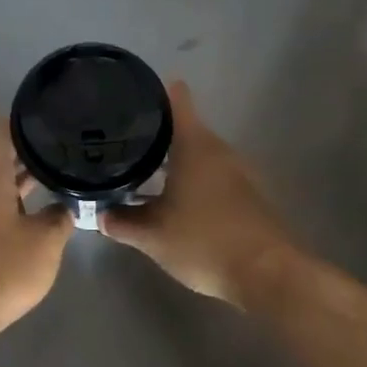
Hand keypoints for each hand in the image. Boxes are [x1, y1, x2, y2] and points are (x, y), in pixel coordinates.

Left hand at [0, 127, 73, 342]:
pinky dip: (17, 201)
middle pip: (2, 156)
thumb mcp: (46, 242)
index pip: (2, 130)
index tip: (53, 114)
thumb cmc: (2, 269)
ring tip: (61, 175)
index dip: (25, 118)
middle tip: (69, 146)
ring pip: (0, 182)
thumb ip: (61, 216)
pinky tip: (40, 211)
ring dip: (26, 178)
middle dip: (33, 150)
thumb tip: (66, 204)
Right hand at [100, 81, 296, 306]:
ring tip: (139, 169)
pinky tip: (169, 199)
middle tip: (121, 140)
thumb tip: (99, 215)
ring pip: (197, 155)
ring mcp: (236, 172)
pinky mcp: (246, 195)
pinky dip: (189, 179)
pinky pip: (210, 176)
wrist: (267, 274)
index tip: (131, 94)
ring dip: (172, 160)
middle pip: (185, 128)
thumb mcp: (153, 236)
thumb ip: (122, 222)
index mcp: (195, 146)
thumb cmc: (204, 242)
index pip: (177, 100)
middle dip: (155, 133)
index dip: (155, 92)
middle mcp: (218, 151)